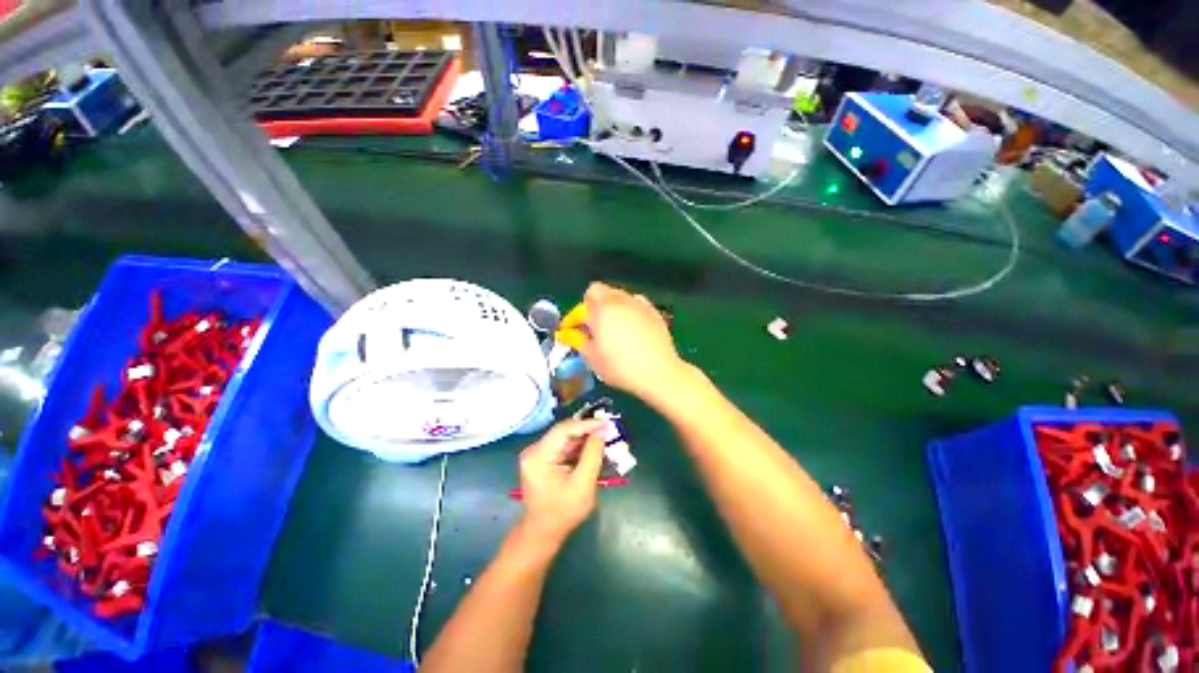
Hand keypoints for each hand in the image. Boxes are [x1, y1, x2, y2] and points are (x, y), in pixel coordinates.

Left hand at [517, 418, 607, 544]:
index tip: (606, 423)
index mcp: (539, 455)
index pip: (564, 429)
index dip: (586, 424)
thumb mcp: (583, 484)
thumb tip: (602, 430)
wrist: (543, 533)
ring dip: (584, 439)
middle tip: (608, 430)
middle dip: (587, 431)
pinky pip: (563, 447)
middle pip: (564, 432)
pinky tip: (593, 450)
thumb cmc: (563, 512)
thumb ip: (593, 454)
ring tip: (604, 439)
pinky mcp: (542, 459)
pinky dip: (578, 448)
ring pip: (565, 439)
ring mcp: (537, 454)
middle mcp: (534, 450)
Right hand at [579, 282, 687, 402]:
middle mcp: (620, 300)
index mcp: (602, 309)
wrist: (658, 372)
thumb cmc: (620, 367)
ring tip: (613, 326)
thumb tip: (573, 333)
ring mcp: (639, 303)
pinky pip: (635, 303)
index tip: (576, 329)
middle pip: (601, 290)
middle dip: (593, 305)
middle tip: (593, 326)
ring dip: (611, 306)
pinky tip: (632, 327)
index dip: (577, 315)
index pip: (584, 300)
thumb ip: (578, 340)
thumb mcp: (592, 357)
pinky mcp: (653, 311)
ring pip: (619, 295)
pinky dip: (629, 310)